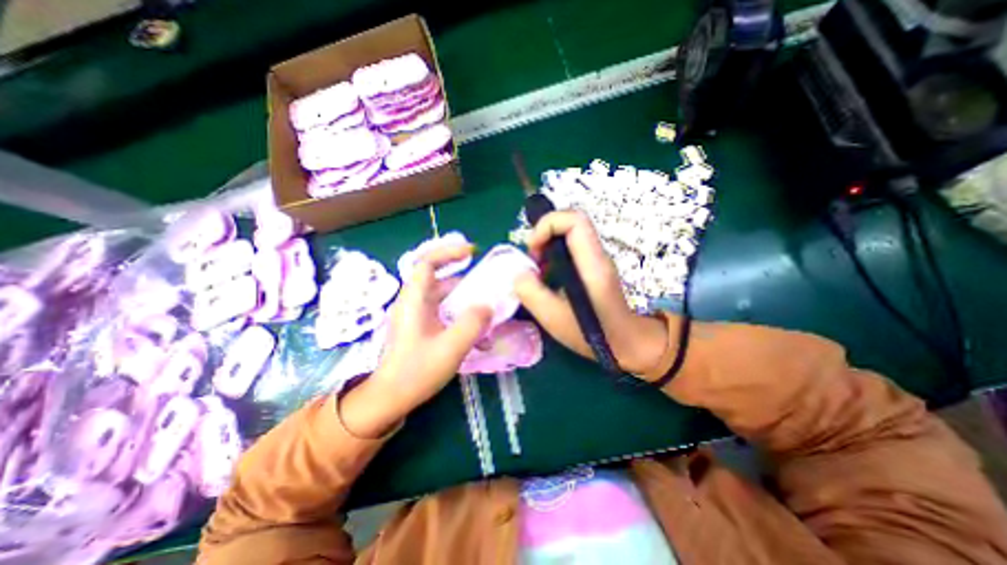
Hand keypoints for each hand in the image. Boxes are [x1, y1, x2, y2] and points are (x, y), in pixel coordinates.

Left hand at [340, 244, 494, 439]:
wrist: (391, 398)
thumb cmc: (417, 371)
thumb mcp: (451, 347)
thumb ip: (472, 323)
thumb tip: (487, 306)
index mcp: (414, 300)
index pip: (427, 263)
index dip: (448, 252)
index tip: (471, 253)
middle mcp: (413, 302)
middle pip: (438, 278)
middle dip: (464, 278)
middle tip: (487, 282)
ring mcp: (416, 315)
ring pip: (442, 296)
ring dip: (463, 298)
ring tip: (485, 306)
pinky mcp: (420, 326)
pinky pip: (442, 310)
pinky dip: (458, 312)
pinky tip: (473, 327)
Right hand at [519, 212, 665, 374]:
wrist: (626, 342)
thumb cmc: (593, 334)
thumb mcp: (554, 318)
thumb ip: (531, 292)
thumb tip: (519, 273)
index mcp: (592, 264)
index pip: (574, 220)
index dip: (548, 224)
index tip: (533, 248)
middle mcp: (597, 255)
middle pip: (571, 222)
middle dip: (544, 234)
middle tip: (532, 260)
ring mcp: (597, 260)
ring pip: (569, 234)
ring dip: (547, 245)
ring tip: (537, 271)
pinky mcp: (593, 267)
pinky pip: (571, 248)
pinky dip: (553, 255)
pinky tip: (547, 277)